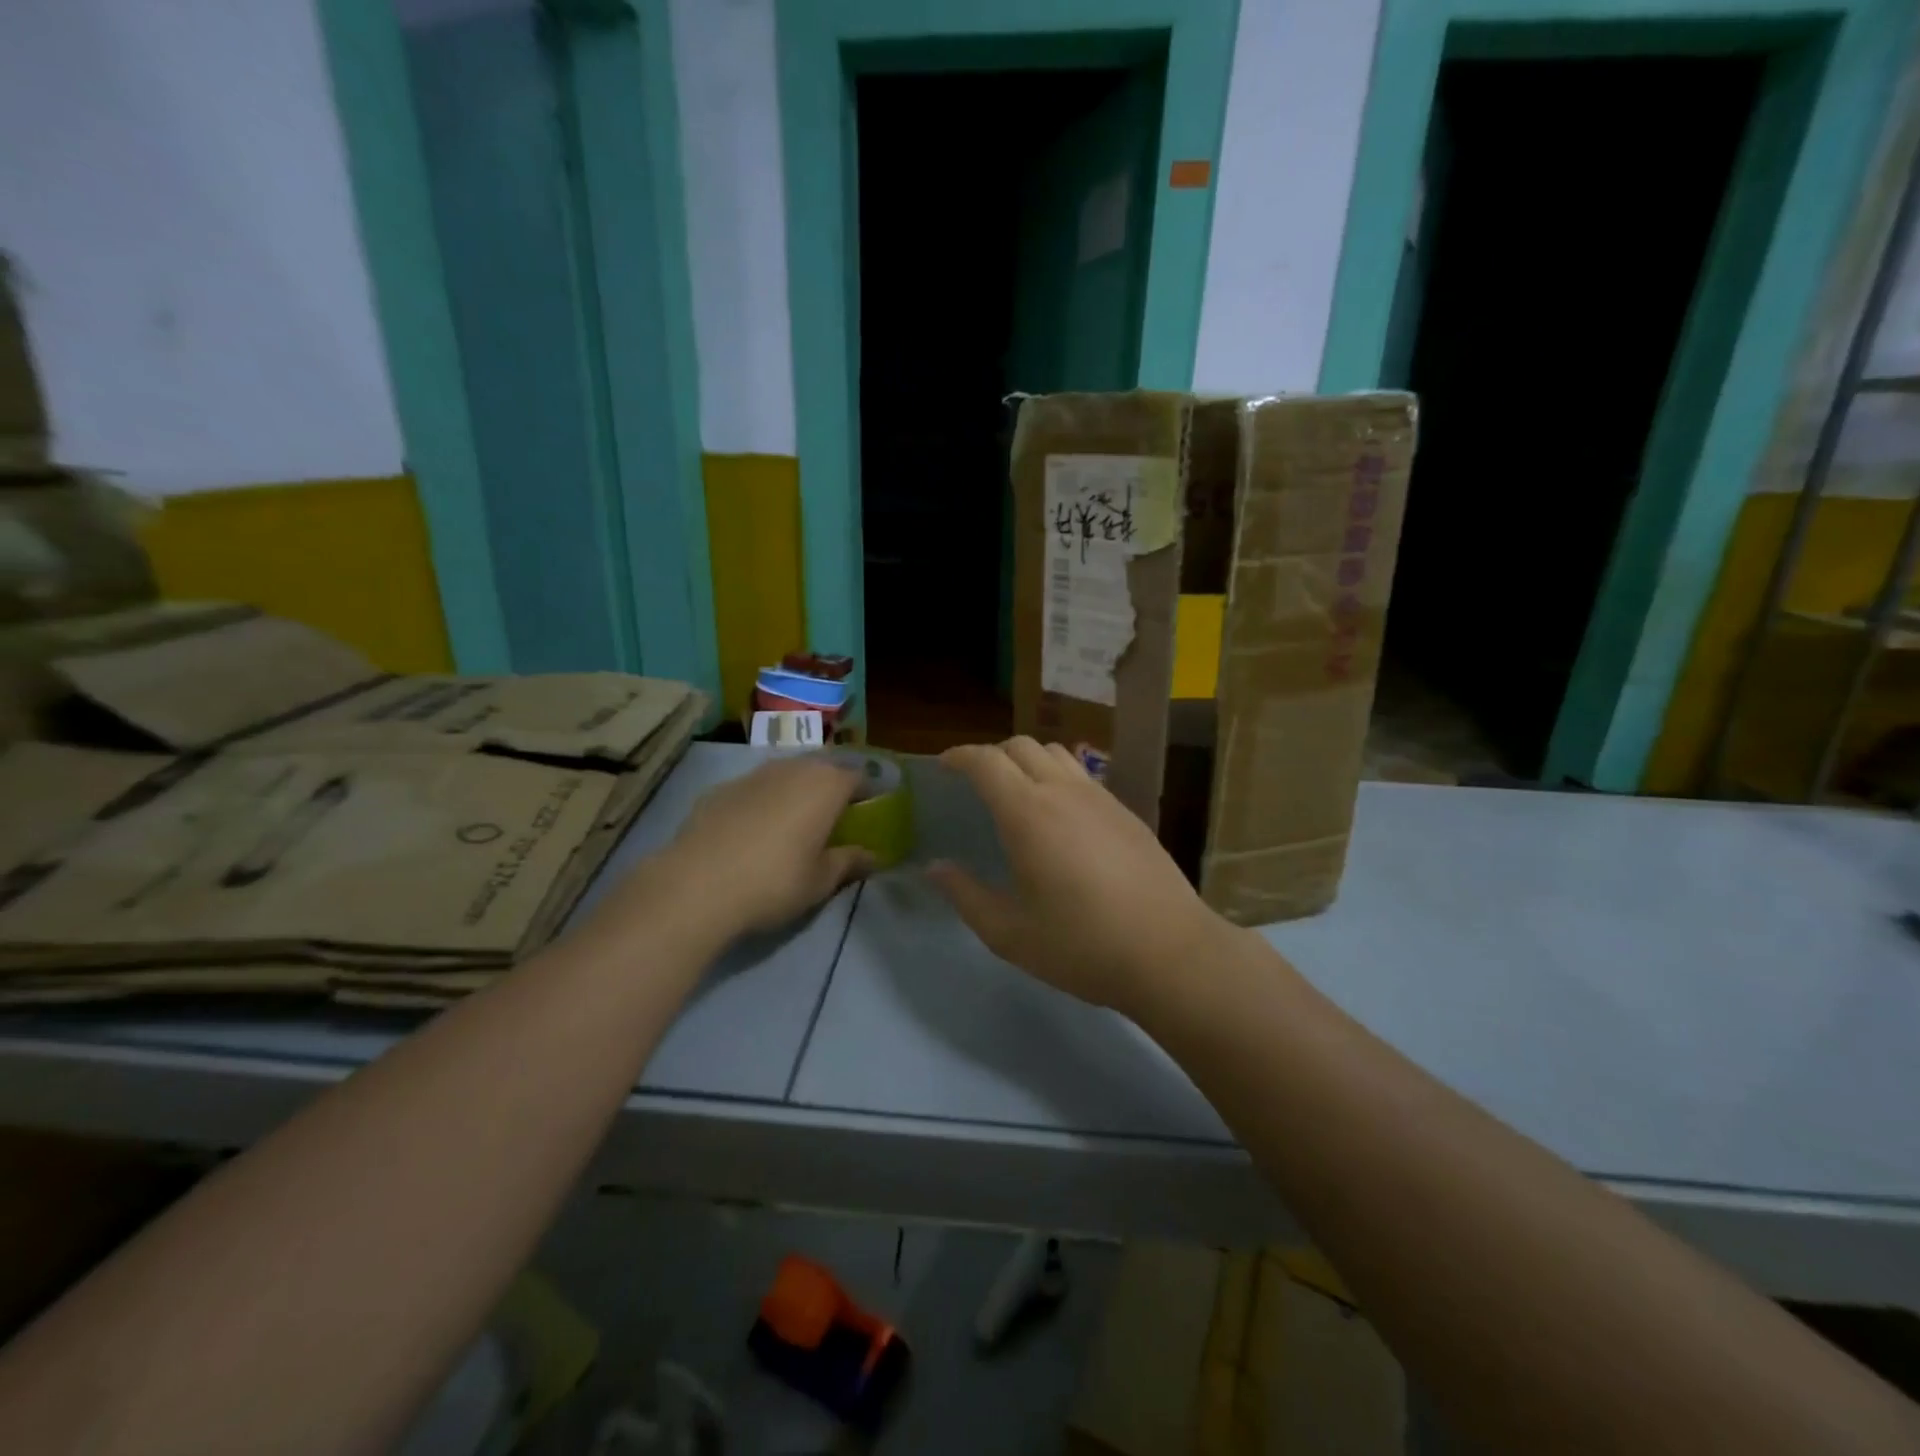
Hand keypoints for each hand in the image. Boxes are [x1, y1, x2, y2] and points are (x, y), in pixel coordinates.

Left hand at [594, 757, 871, 946]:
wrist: (696, 886)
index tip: (868, 815)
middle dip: (831, 789)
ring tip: (793, 823)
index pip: (859, 778)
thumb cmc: (774, 882)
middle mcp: (793, 769)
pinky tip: (752, 831)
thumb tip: (872, 855)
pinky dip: (762, 802)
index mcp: (827, 785)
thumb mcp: (821, 881)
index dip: (867, 795)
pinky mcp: (719, 789)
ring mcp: (753, 774)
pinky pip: (754, 789)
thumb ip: (850, 862)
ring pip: (786, 774)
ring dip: (795, 791)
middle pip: (822, 770)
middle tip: (832, 819)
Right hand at [927, 737, 1231, 1015]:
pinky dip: (1058, 777)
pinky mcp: (1126, 812)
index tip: (944, 766)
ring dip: (1027, 760)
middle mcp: (1063, 792)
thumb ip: (966, 896)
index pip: (986, 761)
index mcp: (1028, 814)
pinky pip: (1082, 775)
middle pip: (1021, 745)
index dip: (960, 756)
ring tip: (1017, 792)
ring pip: (1056, 753)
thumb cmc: (1082, 947)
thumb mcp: (1010, 934)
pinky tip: (1060, 816)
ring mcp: (1100, 798)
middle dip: (991, 755)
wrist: (1171, 953)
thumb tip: (935, 868)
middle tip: (977, 784)